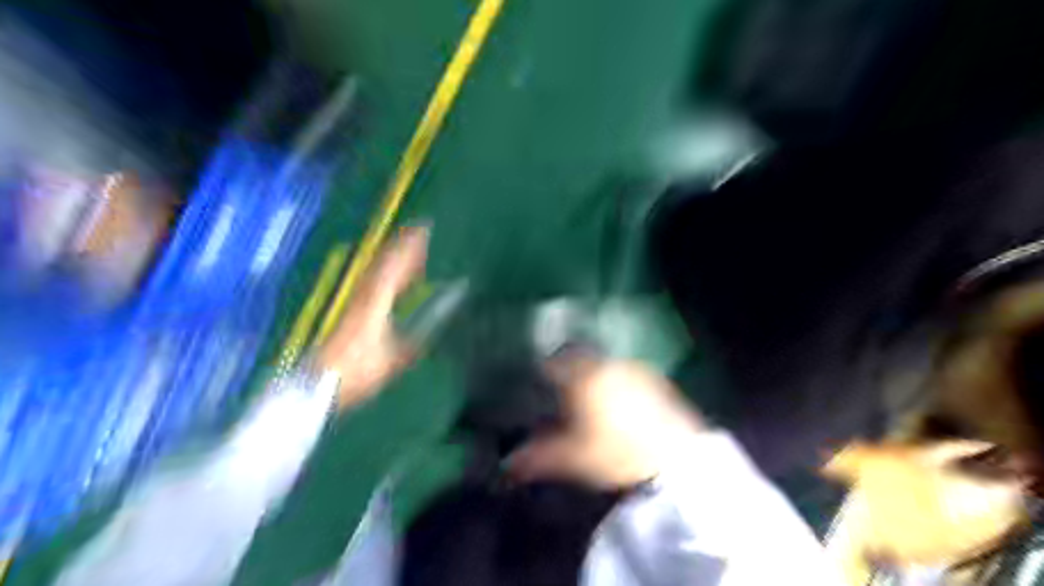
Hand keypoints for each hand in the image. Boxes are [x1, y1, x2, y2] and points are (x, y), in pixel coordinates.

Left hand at [321, 224, 429, 411]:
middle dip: (404, 247)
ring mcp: (354, 302)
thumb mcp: (396, 357)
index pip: (394, 265)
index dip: (410, 246)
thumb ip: (420, 336)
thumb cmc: (358, 371)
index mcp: (375, 301)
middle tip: (421, 235)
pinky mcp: (349, 312)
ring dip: (395, 260)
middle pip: (384, 263)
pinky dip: (386, 275)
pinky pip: (372, 283)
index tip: (424, 230)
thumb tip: (442, 318)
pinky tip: (394, 281)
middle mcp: (363, 295)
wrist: (318, 385)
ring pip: (376, 272)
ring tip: (413, 254)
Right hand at [506, 354, 700, 487]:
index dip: (544, 371)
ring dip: (595, 376)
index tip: (537, 381)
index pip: (555, 363)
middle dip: (570, 372)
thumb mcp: (572, 458)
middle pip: (581, 360)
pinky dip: (618, 383)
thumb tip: (507, 463)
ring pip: (605, 366)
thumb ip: (537, 456)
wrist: (677, 461)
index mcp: (584, 378)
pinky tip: (620, 404)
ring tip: (591, 398)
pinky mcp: (657, 381)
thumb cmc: (616, 455)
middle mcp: (609, 366)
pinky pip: (628, 374)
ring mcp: (636, 370)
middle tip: (562, 391)